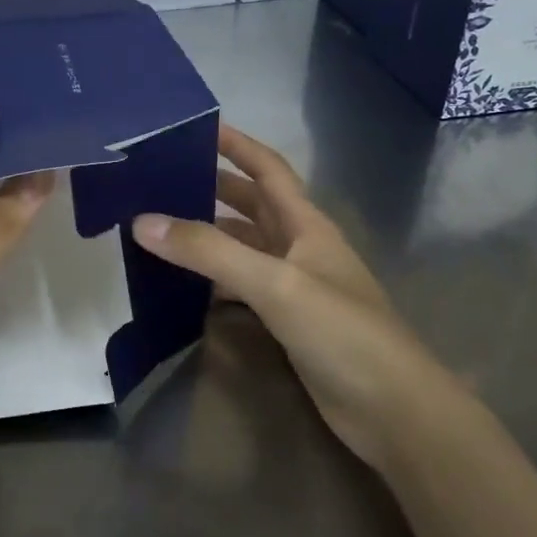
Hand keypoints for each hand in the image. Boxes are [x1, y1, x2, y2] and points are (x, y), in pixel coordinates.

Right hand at [131, 124, 444, 472]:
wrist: (393, 409)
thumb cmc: (343, 332)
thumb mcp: (275, 284)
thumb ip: (210, 252)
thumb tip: (143, 222)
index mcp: (306, 225)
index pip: (268, 169)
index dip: (237, 144)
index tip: (196, 127)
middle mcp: (301, 248)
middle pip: (253, 205)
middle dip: (213, 187)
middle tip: (162, 180)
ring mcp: (296, 287)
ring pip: (245, 247)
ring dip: (210, 235)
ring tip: (161, 227)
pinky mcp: (288, 322)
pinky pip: (243, 287)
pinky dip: (215, 280)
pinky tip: (185, 286)